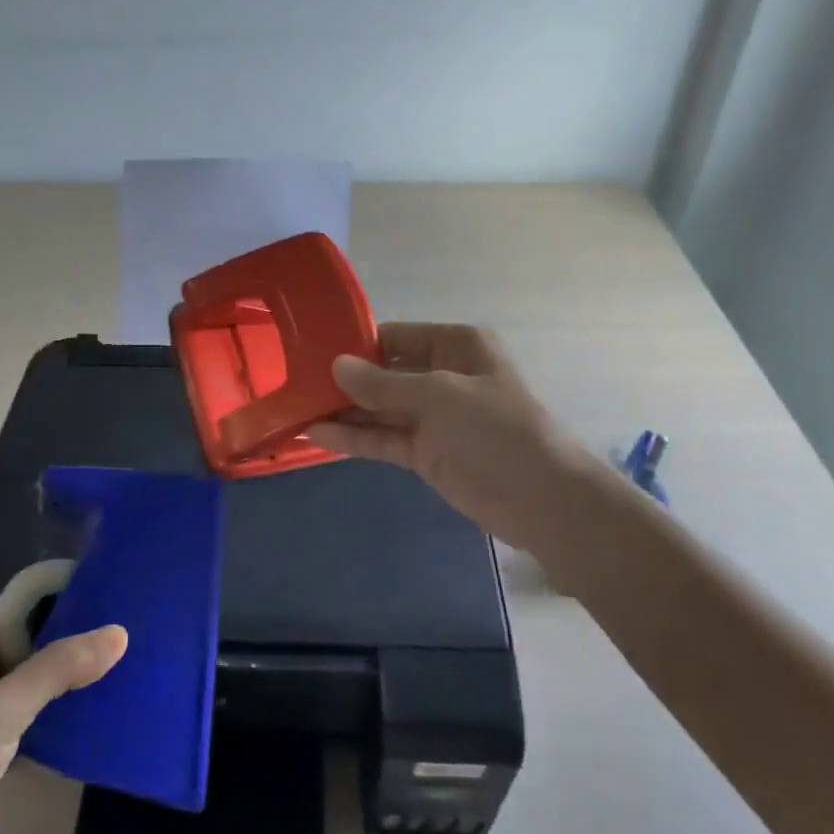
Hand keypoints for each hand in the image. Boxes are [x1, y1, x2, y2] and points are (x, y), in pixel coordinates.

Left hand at [0, 615, 126, 833]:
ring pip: (31, 686)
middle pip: (28, 648)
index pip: (20, 613)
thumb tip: (121, 633)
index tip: (114, 612)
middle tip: (128, 646)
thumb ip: (58, 669)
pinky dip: (58, 720)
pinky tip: (98, 717)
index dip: (64, 610)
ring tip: (124, 675)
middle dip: (71, 650)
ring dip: (67, 687)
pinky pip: (30, 722)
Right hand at [308, 322, 603, 555]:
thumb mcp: (438, 395)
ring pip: (378, 409)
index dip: (356, 344)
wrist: (540, 497)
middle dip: (343, 380)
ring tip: (294, 409)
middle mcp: (441, 375)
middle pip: (383, 373)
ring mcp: (432, 417)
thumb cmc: (496, 428)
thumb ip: (383, 383)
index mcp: (455, 345)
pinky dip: (353, 439)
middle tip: (293, 383)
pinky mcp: (424, 452)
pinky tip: (315, 435)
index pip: (394, 336)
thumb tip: (336, 365)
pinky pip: (382, 439)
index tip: (311, 350)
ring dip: (342, 411)